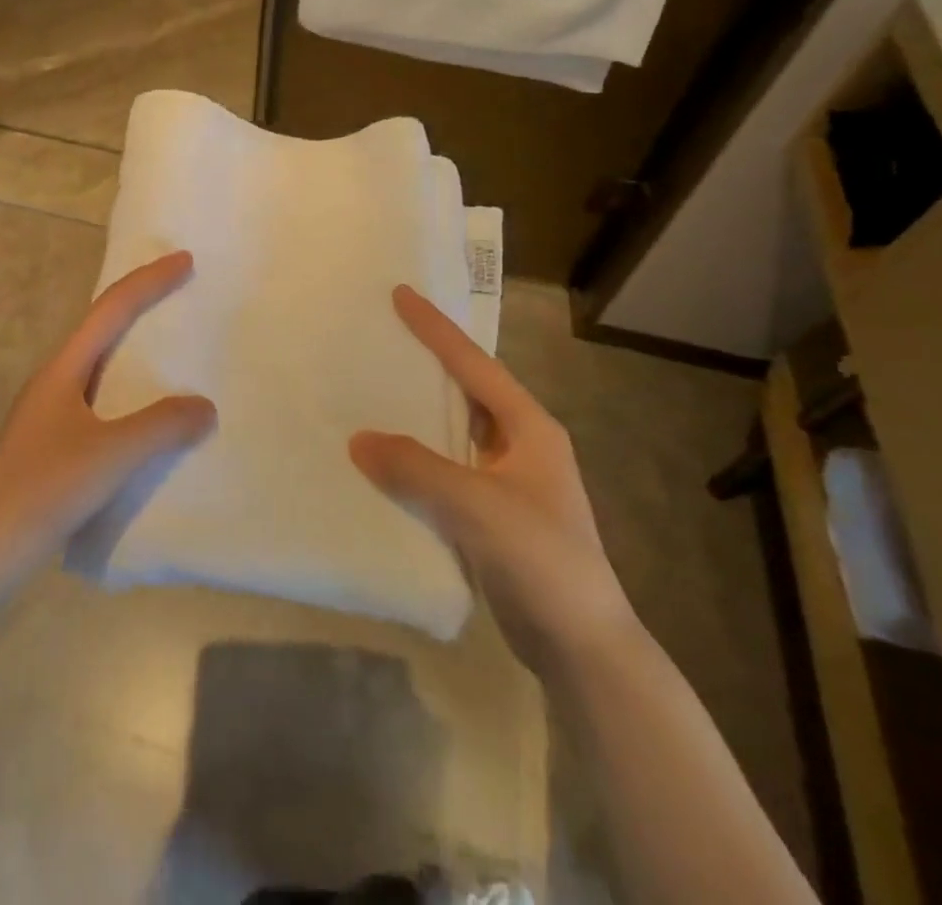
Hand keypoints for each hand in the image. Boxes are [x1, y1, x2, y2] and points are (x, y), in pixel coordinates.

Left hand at [0, 251, 216, 569]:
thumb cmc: (46, 489)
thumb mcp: (111, 455)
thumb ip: (161, 426)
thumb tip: (205, 406)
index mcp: (64, 368)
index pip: (111, 309)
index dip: (149, 280)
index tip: (185, 261)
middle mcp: (56, 379)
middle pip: (103, 326)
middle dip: (142, 303)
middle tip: (182, 292)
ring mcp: (52, 411)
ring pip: (101, 362)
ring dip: (135, 346)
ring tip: (172, 346)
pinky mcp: (54, 441)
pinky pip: (101, 396)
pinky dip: (130, 387)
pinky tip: (148, 411)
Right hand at [350, 286, 638, 670]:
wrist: (583, 647)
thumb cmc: (542, 560)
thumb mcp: (478, 506)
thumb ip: (416, 468)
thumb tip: (357, 439)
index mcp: (529, 428)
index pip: (474, 364)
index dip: (436, 328)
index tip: (401, 293)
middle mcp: (522, 445)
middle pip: (468, 389)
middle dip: (430, 361)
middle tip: (385, 334)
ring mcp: (509, 481)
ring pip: (456, 430)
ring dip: (421, 410)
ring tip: (377, 387)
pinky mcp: (495, 514)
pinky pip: (448, 468)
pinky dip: (419, 456)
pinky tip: (388, 458)